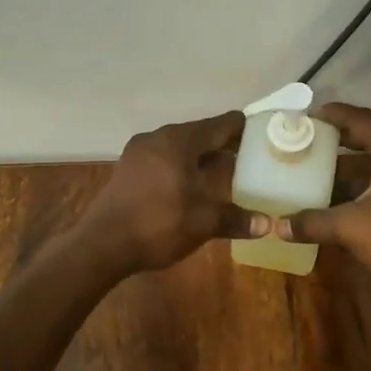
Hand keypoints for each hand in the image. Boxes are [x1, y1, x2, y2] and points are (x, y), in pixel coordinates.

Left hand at [76, 111, 268, 275]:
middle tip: (251, 161)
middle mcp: (158, 138)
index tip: (265, 137)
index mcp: (179, 140)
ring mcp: (139, 152)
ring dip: (203, 159)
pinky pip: (164, 160)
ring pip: (181, 148)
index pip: (221, 124)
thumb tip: (268, 224)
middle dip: (225, 147)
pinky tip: (193, 187)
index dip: (244, 130)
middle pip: (201, 134)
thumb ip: (237, 219)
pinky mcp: (128, 169)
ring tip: (226, 176)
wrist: (102, 245)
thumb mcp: (203, 222)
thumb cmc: (158, 225)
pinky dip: (183, 168)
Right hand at [276, 103, 370, 294]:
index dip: (332, 115)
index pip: (360, 119)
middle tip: (312, 139)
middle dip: (343, 137)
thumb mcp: (352, 228)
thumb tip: (277, 226)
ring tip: (326, 164)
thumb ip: (313, 222)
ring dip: (358, 159)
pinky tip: (353, 192)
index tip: (307, 115)